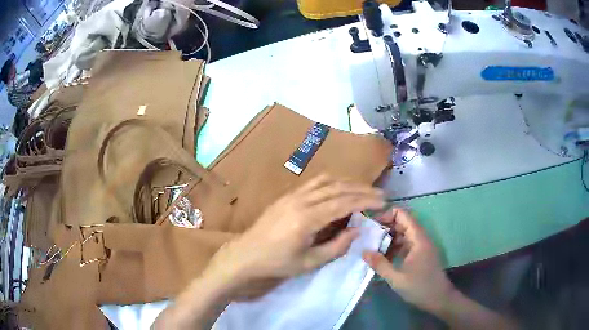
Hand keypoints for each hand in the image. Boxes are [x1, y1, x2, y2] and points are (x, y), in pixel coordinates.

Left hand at [204, 175, 384, 298]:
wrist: (245, 255)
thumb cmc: (277, 263)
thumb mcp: (309, 263)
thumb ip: (336, 246)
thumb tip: (357, 230)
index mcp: (307, 219)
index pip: (344, 203)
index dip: (365, 200)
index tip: (383, 201)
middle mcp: (301, 201)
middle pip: (338, 188)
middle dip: (362, 189)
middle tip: (380, 194)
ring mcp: (292, 195)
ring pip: (326, 181)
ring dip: (348, 183)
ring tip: (364, 190)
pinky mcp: (287, 195)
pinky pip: (314, 182)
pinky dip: (332, 182)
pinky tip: (339, 188)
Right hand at [362, 209, 454, 312]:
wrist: (438, 298)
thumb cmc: (419, 287)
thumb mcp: (396, 278)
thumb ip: (380, 264)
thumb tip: (363, 251)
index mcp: (418, 239)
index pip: (403, 215)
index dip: (387, 215)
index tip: (372, 224)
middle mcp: (420, 239)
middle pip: (402, 224)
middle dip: (385, 227)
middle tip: (368, 236)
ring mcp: (421, 247)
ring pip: (403, 235)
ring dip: (389, 239)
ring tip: (373, 247)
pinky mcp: (420, 255)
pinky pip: (405, 245)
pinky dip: (394, 248)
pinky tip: (383, 257)